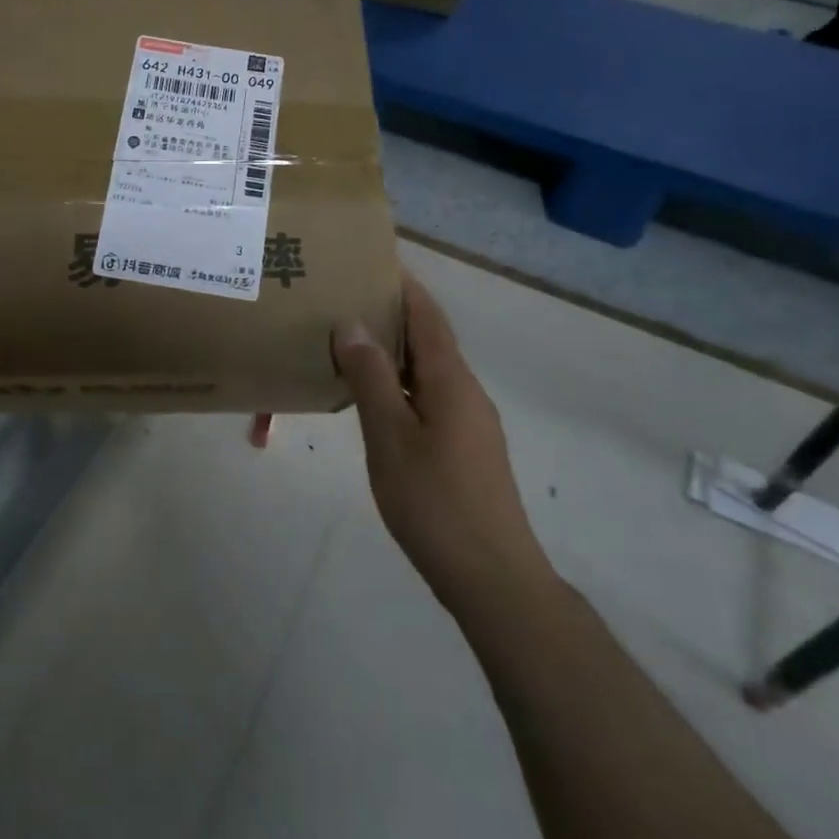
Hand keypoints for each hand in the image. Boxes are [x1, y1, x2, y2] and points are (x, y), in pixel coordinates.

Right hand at [333, 271, 550, 611]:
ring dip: (394, 350)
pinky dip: (399, 381)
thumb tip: (352, 323)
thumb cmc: (435, 502)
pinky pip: (428, 396)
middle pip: (429, 338)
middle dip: (392, 313)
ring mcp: (469, 422)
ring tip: (349, 340)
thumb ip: (371, 378)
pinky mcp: (465, 448)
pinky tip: (371, 396)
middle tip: (344, 298)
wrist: (493, 579)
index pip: (427, 315)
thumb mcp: (391, 437)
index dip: (403, 284)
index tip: (371, 260)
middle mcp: (466, 392)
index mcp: (451, 381)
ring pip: (428, 370)